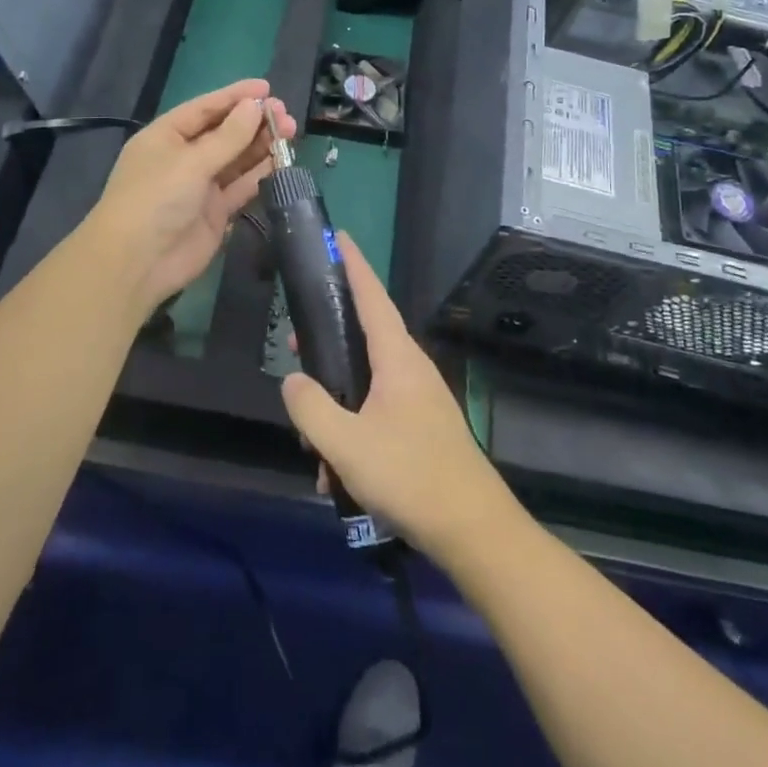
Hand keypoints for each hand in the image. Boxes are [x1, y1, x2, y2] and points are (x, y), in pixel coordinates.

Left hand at [86, 79, 295, 322]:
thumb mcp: (191, 161)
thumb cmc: (155, 199)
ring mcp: (200, 186)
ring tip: (290, 133)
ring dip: (261, 146)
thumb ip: (228, 136)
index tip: (267, 88)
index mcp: (167, 136)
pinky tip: (282, 162)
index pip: (205, 108)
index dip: (235, 96)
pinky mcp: (215, 212)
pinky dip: (260, 174)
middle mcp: (184, 157)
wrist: (136, 264)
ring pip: (236, 159)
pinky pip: (241, 186)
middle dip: (253, 122)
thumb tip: (255, 106)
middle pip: (224, 132)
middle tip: (286, 115)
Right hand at [280, 234, 513, 557]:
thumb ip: (311, 409)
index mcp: (397, 358)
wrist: (474, 531)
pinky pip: (378, 412)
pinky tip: (336, 475)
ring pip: (367, 383)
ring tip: (311, 439)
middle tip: (297, 345)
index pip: (372, 296)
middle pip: (365, 336)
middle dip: (329, 340)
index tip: (340, 236)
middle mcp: (412, 369)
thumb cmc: (410, 476)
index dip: (354, 264)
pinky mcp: (423, 428)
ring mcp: (420, 399)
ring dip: (337, 402)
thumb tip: (293, 380)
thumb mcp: (346, 445)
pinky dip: (354, 431)